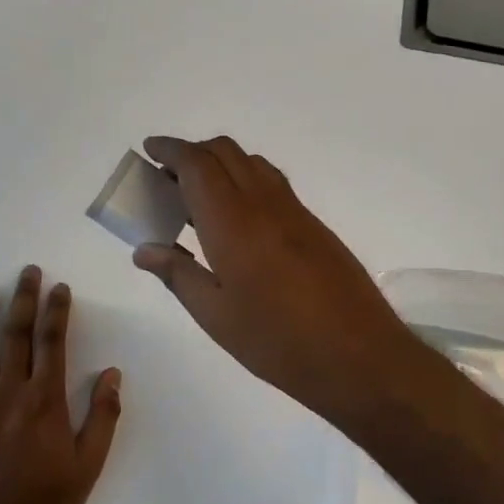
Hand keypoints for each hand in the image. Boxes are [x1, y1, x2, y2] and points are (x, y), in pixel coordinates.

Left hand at [0, 267, 121, 503]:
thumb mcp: (89, 464)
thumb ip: (103, 416)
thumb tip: (113, 374)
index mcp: (46, 402)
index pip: (52, 344)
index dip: (56, 312)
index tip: (59, 288)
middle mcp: (9, 395)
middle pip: (16, 338)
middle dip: (23, 301)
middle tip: (26, 272)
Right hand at [131, 135, 424, 428]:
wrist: (359, 355)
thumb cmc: (278, 340)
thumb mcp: (216, 316)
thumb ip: (178, 275)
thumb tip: (144, 249)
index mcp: (233, 221)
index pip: (197, 164)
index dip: (170, 149)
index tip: (149, 149)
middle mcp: (264, 203)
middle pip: (225, 153)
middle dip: (193, 153)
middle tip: (167, 178)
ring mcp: (295, 212)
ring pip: (252, 164)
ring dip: (221, 164)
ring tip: (198, 197)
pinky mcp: (314, 226)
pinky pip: (272, 184)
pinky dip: (245, 181)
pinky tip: (237, 220)